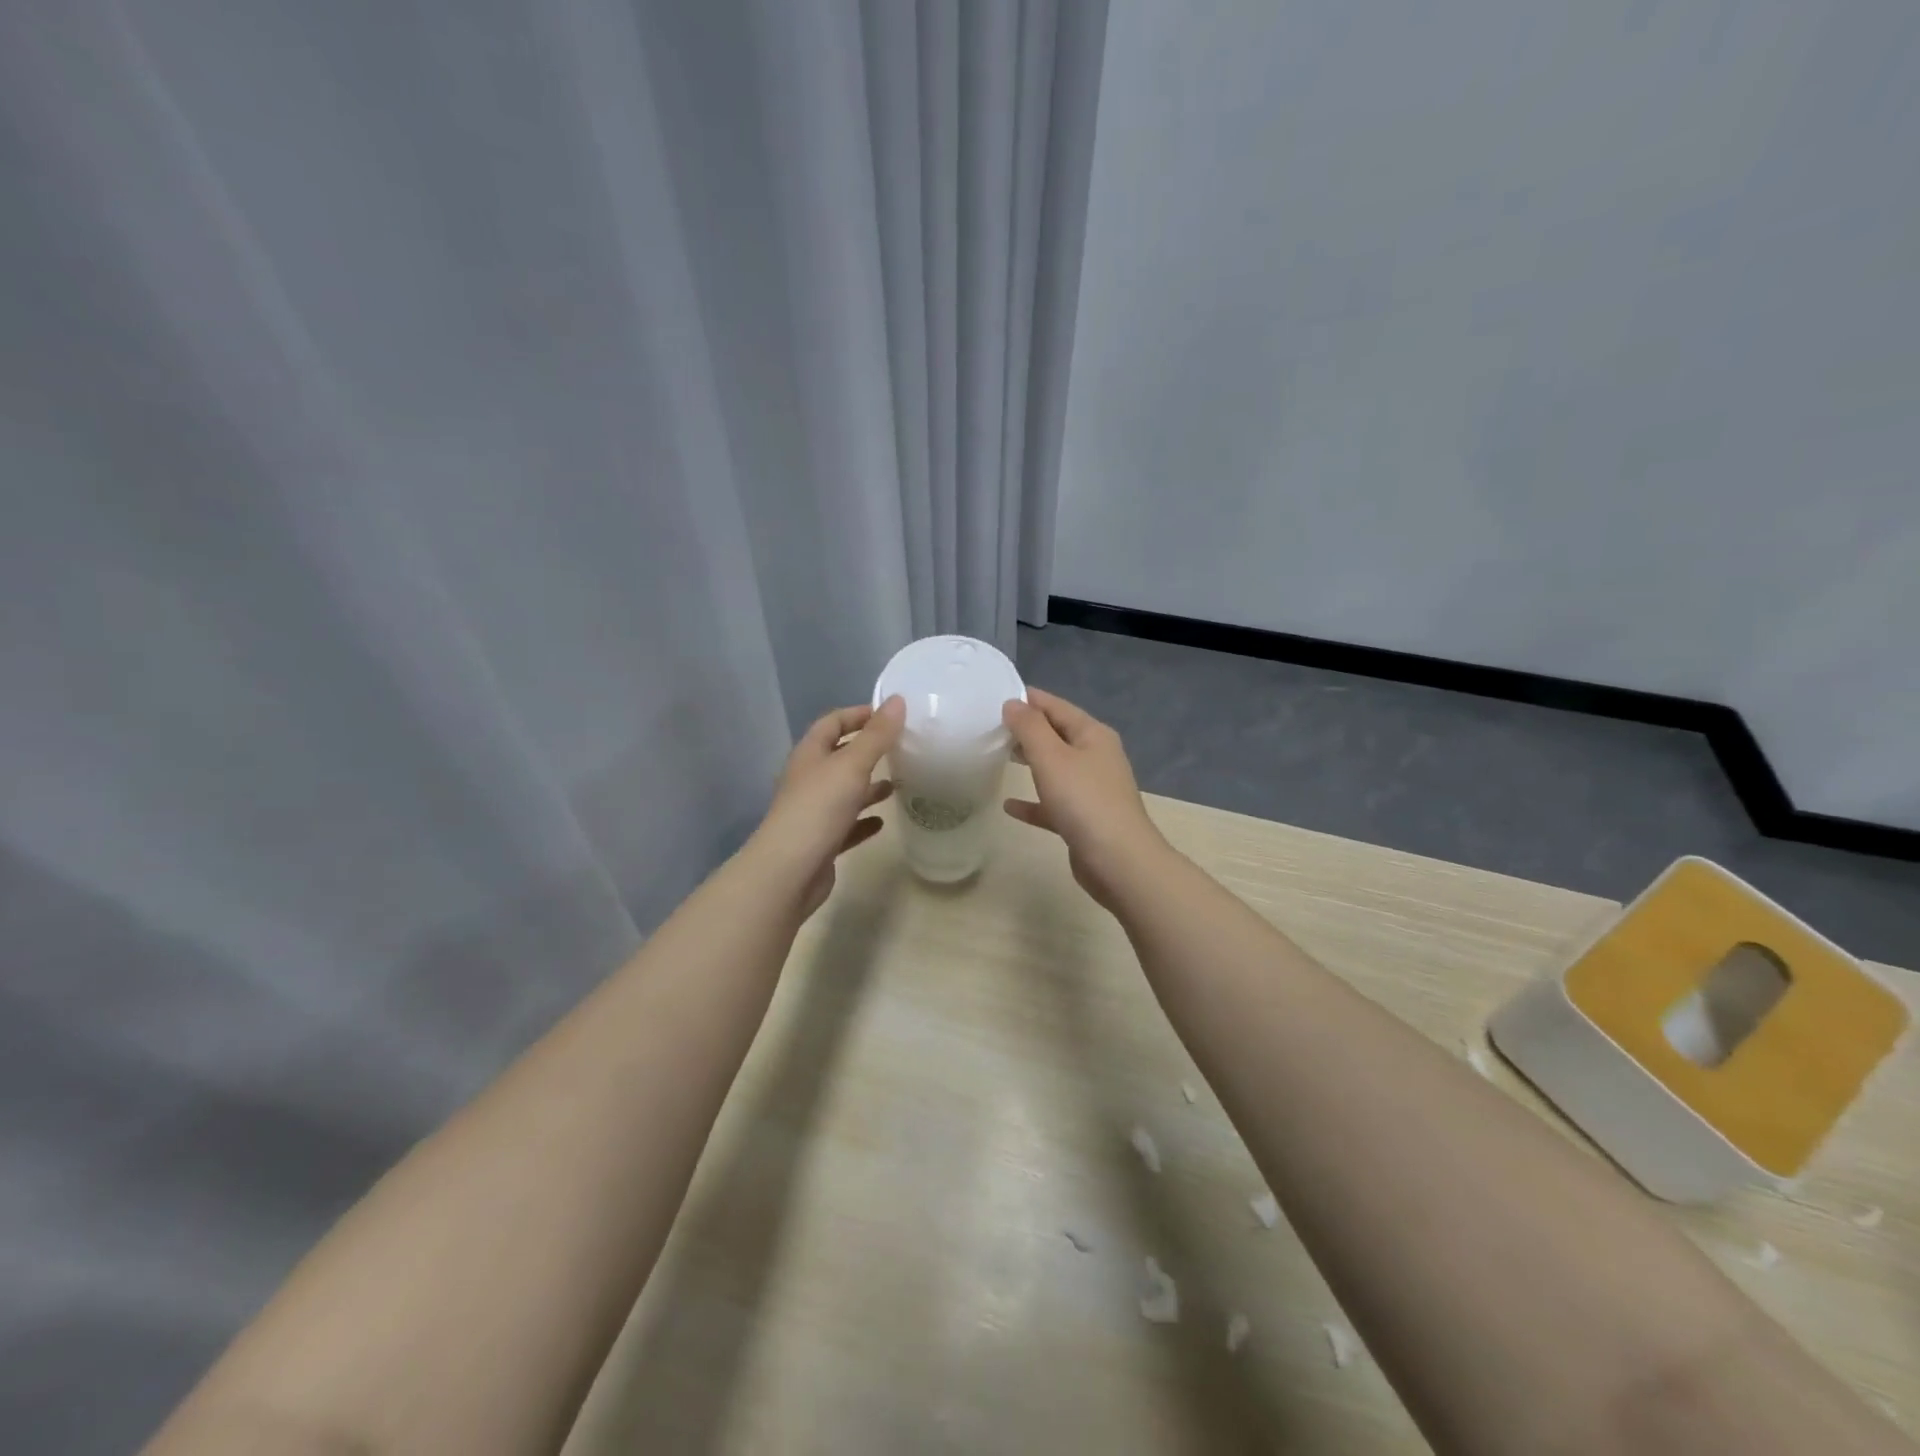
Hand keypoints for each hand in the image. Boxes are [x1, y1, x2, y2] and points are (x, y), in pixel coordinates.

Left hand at [752, 696, 904, 917]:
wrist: (789, 872)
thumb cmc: (819, 809)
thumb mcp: (852, 765)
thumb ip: (876, 735)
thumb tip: (897, 700)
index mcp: (810, 755)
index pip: (832, 722)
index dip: (858, 714)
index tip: (890, 715)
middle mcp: (809, 779)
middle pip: (839, 756)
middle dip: (868, 751)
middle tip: (901, 749)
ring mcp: (813, 812)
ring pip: (844, 791)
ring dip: (868, 785)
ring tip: (898, 784)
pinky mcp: (821, 841)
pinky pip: (846, 824)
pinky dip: (864, 819)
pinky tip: (883, 821)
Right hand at [1001, 688, 1169, 911]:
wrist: (1119, 861)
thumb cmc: (1084, 801)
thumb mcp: (1051, 757)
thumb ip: (1029, 728)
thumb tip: (1013, 702)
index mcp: (1093, 735)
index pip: (1057, 706)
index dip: (1029, 699)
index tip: (997, 696)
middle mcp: (1096, 757)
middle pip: (1057, 735)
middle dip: (1028, 730)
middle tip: (992, 726)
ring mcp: (1092, 790)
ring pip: (1056, 768)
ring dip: (1030, 762)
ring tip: (999, 756)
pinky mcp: (1085, 819)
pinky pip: (1054, 803)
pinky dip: (1034, 802)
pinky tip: (1009, 806)